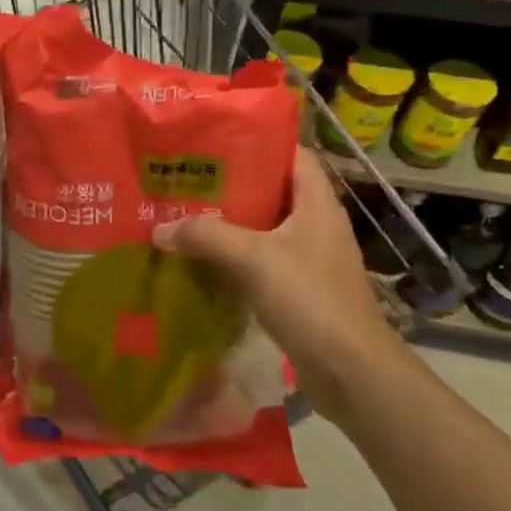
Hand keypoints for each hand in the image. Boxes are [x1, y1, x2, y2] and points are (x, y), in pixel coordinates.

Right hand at [152, 149, 398, 421]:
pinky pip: (260, 260)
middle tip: (186, 178)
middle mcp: (315, 224)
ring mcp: (309, 258)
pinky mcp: (299, 288)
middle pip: (271, 190)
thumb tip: (159, 229)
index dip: (258, 141)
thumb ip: (205, 236)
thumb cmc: (310, 299)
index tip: (214, 139)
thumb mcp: (253, 259)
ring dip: (227, 223)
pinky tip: (200, 260)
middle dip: (229, 184)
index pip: (292, 155)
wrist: (350, 371)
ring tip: (184, 214)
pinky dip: (232, 257)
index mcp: (316, 203)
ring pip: (262, 228)